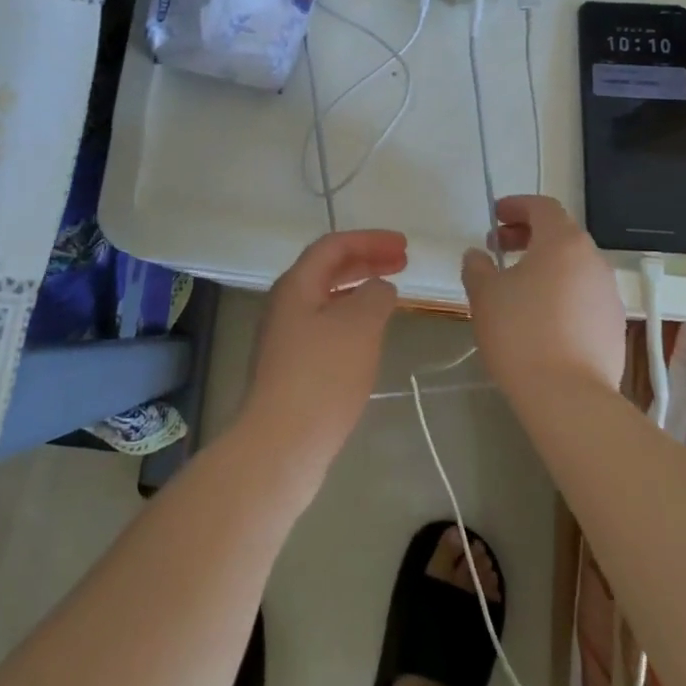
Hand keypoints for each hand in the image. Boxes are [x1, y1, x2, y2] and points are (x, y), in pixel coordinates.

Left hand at [240, 229, 406, 473]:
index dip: (370, 240)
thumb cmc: (322, 376)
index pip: (333, 246)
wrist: (282, 444)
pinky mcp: (292, 367)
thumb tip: (379, 288)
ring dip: (360, 289)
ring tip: (391, 294)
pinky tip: (370, 335)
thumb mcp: (359, 326)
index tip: (404, 246)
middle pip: (328, 270)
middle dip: (366, 261)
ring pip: (327, 299)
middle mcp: (286, 305)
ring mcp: (286, 337)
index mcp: (296, 286)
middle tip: (402, 262)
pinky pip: (326, 326)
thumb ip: (375, 296)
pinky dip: (352, 318)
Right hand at [461, 195, 624, 407]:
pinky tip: (541, 318)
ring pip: (574, 266)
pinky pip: (584, 294)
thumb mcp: (485, 295)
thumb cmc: (521, 333)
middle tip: (499, 249)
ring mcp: (609, 293)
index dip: (516, 206)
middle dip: (528, 235)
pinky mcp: (614, 325)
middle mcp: (593, 260)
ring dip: (546, 265)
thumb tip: (477, 256)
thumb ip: (477, 267)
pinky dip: (561, 292)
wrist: (569, 397)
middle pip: (561, 234)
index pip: (542, 207)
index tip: (495, 217)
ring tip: (517, 286)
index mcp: (563, 242)